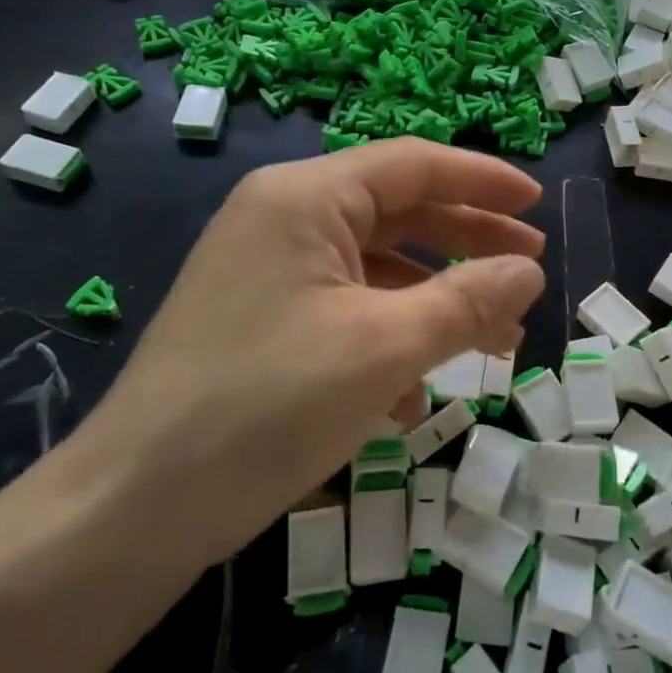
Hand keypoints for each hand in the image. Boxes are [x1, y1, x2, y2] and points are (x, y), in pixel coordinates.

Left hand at [61, 139, 545, 573]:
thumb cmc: (267, 406)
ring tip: (496, 338)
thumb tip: (529, 271)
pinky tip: (416, 393)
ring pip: (377, 266)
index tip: (538, 203)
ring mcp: (267, 271)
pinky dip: (391, 335)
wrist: (133, 508)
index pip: (414, 164)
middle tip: (529, 266)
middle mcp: (282, 218)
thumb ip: (467, 301)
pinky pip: (345, 308)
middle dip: (468, 240)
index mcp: (305, 199)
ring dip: (438, 298)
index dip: (484, 180)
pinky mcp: (261, 320)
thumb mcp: (385, 348)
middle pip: (398, 211)